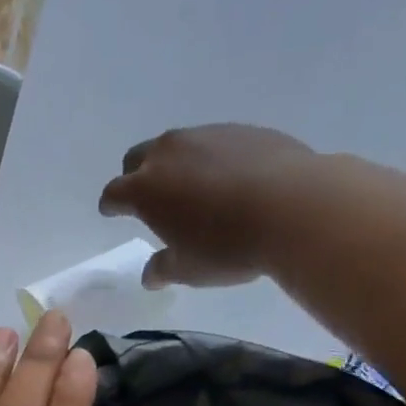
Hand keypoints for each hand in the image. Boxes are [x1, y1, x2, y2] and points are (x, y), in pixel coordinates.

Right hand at [100, 124, 317, 287]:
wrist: (294, 207)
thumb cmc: (228, 246)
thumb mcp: (189, 269)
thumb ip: (163, 269)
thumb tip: (150, 275)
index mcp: (145, 188)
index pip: (114, 193)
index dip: (111, 205)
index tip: (112, 212)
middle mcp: (168, 153)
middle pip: (138, 158)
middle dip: (137, 176)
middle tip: (149, 197)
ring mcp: (207, 135)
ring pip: (178, 146)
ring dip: (176, 164)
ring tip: (194, 189)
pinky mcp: (243, 130)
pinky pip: (216, 143)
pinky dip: (213, 160)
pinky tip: (232, 181)